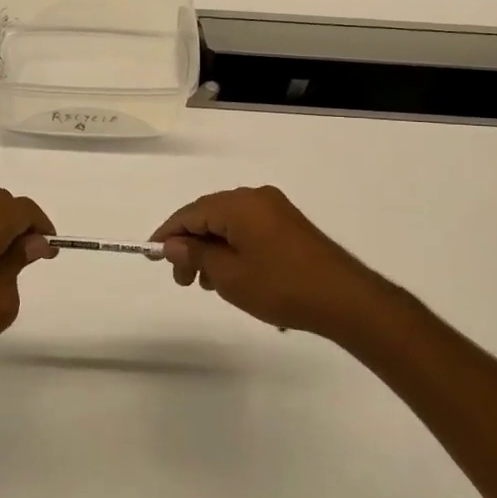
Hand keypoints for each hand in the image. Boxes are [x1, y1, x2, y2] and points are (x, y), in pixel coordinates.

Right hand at [151, 186, 399, 340]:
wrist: (345, 299)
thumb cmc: (281, 287)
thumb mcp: (229, 275)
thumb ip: (196, 255)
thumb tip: (173, 244)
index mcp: (239, 204)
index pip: (191, 213)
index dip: (168, 234)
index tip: (151, 256)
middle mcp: (256, 197)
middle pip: (209, 215)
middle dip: (191, 245)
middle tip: (184, 281)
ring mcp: (276, 209)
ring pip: (229, 223)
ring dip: (212, 249)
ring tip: (208, 283)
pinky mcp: (289, 225)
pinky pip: (248, 229)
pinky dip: (232, 247)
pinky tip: (232, 274)